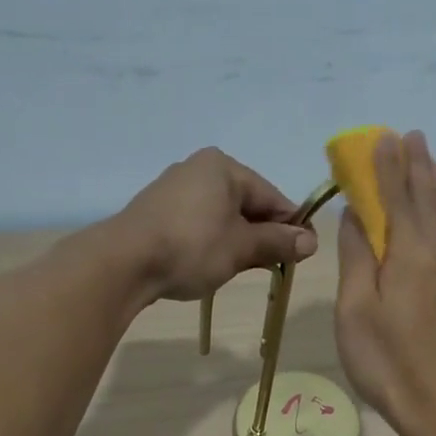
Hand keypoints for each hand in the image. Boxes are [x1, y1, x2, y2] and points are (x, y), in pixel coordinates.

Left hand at [118, 147, 317, 301]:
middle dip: (264, 234)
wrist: (124, 262)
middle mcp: (199, 168)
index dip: (292, 227)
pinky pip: (199, 222)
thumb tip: (311, 242)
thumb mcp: (242, 247)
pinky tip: (213, 263)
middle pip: (247, 203)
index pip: (272, 197)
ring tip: (244, 268)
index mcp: (224, 167)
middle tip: (276, 266)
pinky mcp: (158, 210)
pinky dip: (213, 240)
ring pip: (223, 215)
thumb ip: (278, 242)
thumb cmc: (192, 248)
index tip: (303, 255)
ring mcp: (175, 188)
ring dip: (239, 240)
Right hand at [334, 131, 435, 435]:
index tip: (382, 136)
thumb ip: (356, 257)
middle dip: (415, 167)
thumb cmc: (386, 359)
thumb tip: (356, 216)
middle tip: (412, 135)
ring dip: (430, 186)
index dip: (386, 167)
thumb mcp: (356, 309)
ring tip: (427, 161)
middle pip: (425, 201)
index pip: (395, 197)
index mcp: (409, 254)